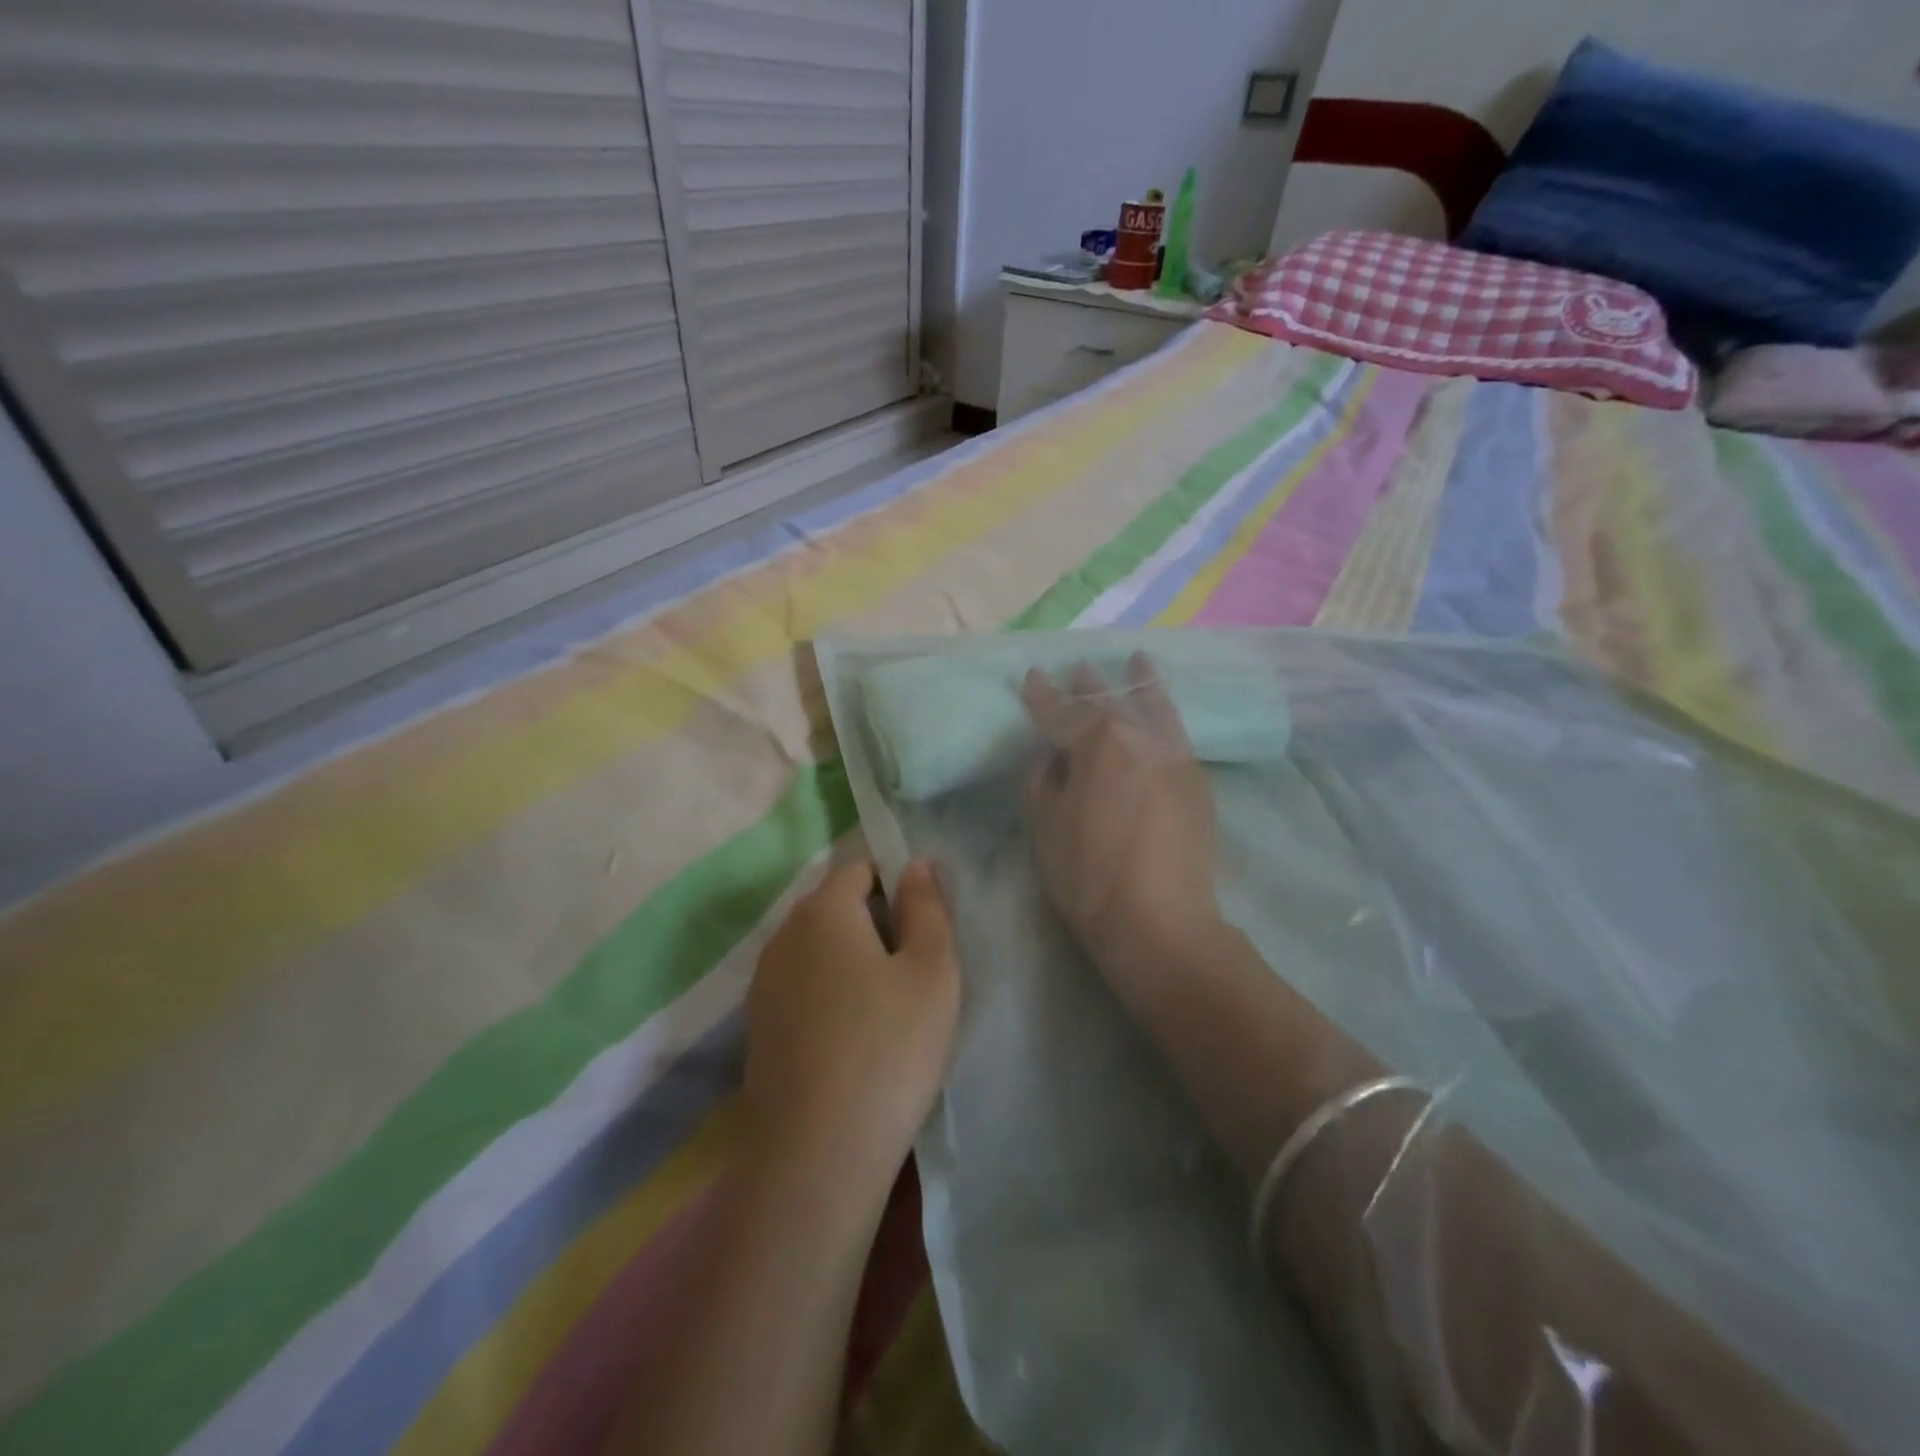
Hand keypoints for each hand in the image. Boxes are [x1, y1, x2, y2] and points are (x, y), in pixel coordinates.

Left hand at [742, 859, 960, 1204]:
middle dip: (875, 921)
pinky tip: (854, 1036)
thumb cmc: (889, 1048)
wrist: (816, 1156)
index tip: (925, 925)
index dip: (896, 884)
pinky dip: (828, 993)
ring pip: (816, 949)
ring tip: (888, 1005)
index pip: (859, 869)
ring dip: (850, 959)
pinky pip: (801, 986)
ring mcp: (763, 984)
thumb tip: (913, 864)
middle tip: (914, 967)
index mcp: (823, 910)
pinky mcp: (758, 1027)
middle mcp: (784, 936)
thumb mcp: (931, 971)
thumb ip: (926, 908)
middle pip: (834, 906)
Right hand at [1022, 655, 1225, 1001]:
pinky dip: (1164, 713)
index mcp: (1097, 741)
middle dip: (1089, 685)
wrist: (1161, 923)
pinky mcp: (1197, 780)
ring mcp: (1175, 756)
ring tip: (1139, 660)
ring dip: (1141, 682)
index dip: (1042, 695)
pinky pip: (1176, 732)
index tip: (1033, 676)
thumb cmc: (1088, 876)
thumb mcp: (1045, 826)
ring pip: (1155, 707)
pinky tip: (1160, 711)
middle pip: (1110, 701)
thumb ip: (1045, 780)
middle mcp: (1140, 736)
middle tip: (1077, 670)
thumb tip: (1056, 757)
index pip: (1062, 711)